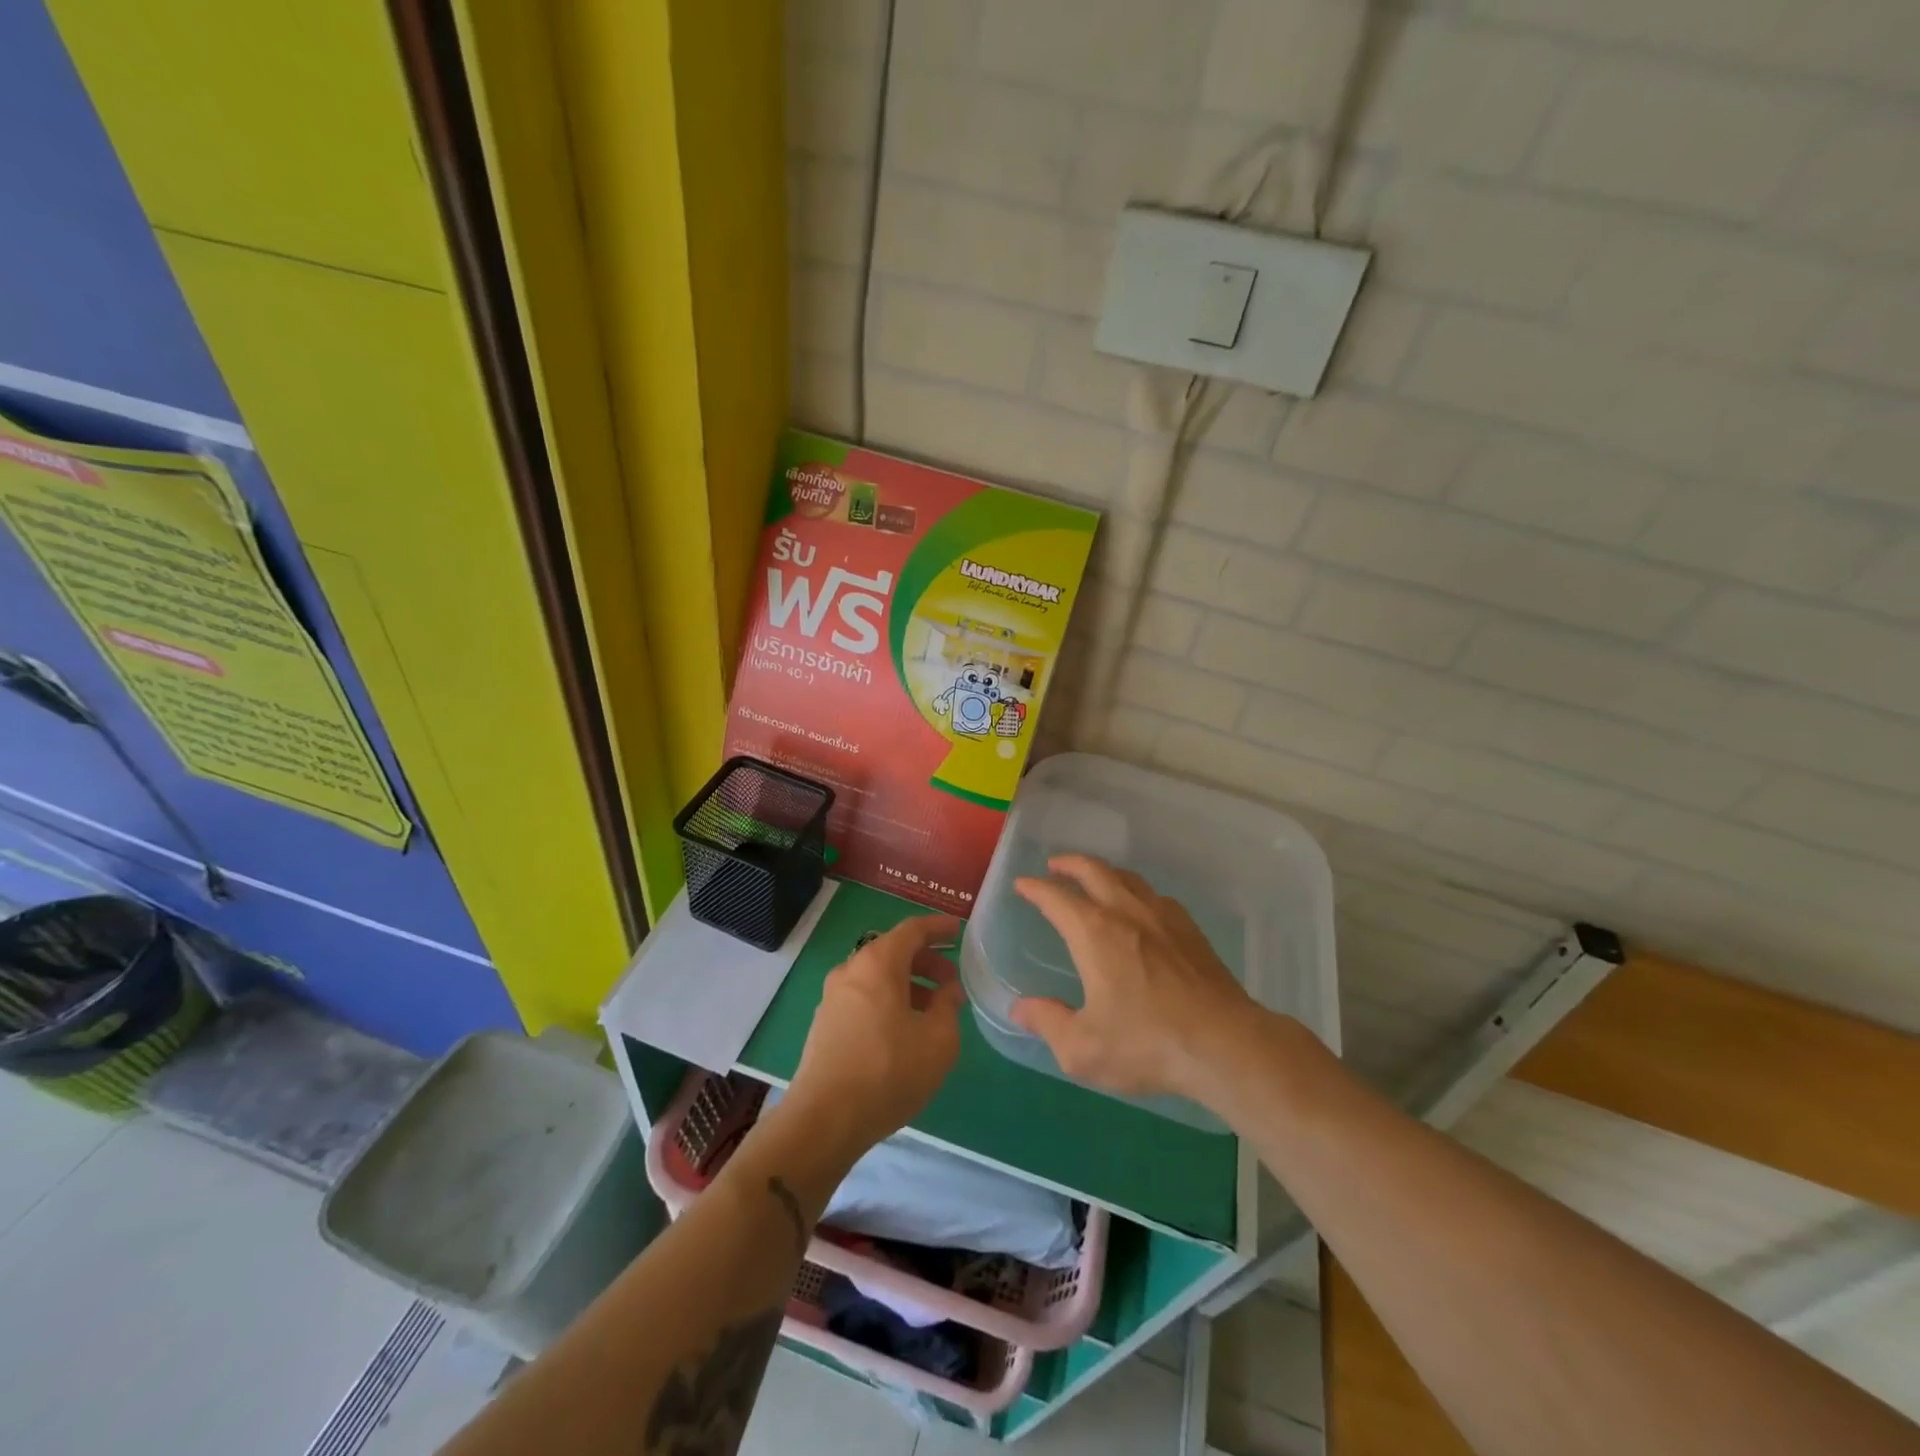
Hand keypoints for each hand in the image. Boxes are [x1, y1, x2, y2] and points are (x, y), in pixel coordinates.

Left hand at [779, 914, 965, 1171]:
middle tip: (951, 981)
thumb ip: (948, 1006)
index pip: (912, 929)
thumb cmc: (889, 1071)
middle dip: (926, 960)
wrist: (825, 1119)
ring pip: (877, 976)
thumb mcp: (938, 1040)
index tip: (959, 930)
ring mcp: (833, 996)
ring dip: (908, 983)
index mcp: (878, 963)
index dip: (938, 927)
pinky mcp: (825, 1022)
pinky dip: (888, 999)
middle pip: (893, 951)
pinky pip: (864, 996)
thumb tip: (949, 989)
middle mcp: (851, 969)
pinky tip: (904, 1029)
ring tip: (933, 1009)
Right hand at [1011, 855, 1258, 1105]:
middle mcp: (1126, 912)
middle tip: (1055, 866)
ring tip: (1094, 878)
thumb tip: (1020, 1009)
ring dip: (1104, 871)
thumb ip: (1048, 1023)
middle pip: (1094, 870)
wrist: (1225, 1044)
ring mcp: (1163, 917)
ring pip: (1127, 878)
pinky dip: (1136, 891)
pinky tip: (1140, 907)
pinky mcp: (1191, 930)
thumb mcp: (1083, 1048)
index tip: (1022, 884)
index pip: (1056, 897)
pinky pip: (1156, 896)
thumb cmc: (1147, 1044)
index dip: (1035, 888)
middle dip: (1070, 864)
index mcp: (1094, 933)